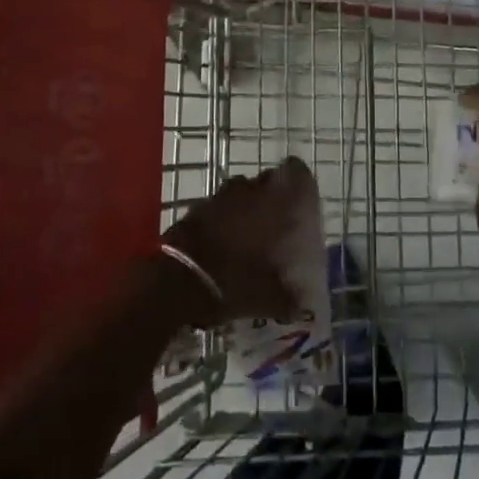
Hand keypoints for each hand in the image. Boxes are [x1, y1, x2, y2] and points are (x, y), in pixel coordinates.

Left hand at [163, 157, 311, 322]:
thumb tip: (301, 307)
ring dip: (244, 206)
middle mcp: (247, 192)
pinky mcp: (194, 210)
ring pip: (239, 192)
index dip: (298, 177)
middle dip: (270, 196)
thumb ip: (286, 298)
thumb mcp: (265, 298)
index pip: (293, 171)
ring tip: (249, 231)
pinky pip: (216, 206)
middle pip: (264, 182)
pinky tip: (223, 240)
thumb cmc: (231, 281)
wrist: (176, 282)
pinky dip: (221, 218)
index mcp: (272, 203)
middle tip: (276, 219)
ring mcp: (218, 198)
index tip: (302, 193)